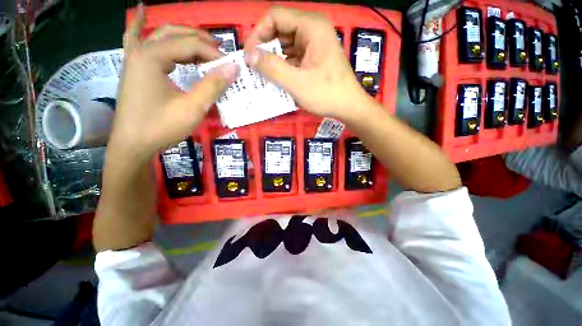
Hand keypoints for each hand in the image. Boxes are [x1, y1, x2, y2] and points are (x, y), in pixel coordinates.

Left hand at [109, 4, 238, 161]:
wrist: (133, 145)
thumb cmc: (161, 127)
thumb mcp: (193, 108)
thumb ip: (213, 86)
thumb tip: (233, 68)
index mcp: (152, 57)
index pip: (190, 45)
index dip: (214, 54)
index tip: (231, 67)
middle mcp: (141, 51)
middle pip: (175, 34)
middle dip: (201, 41)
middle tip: (221, 55)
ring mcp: (134, 58)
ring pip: (161, 36)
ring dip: (184, 37)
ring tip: (203, 47)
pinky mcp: (134, 68)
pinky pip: (136, 40)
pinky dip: (140, 25)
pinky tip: (141, 11)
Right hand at [244, 7, 369, 120]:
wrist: (349, 106)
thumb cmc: (326, 94)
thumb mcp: (297, 82)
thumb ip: (272, 67)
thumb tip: (249, 55)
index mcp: (311, 27)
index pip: (275, 17)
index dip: (258, 33)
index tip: (249, 55)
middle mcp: (313, 30)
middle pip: (280, 30)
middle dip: (265, 48)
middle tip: (254, 67)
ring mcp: (314, 44)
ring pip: (286, 45)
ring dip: (273, 59)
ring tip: (263, 75)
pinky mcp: (314, 57)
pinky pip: (293, 56)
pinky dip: (283, 66)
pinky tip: (277, 78)